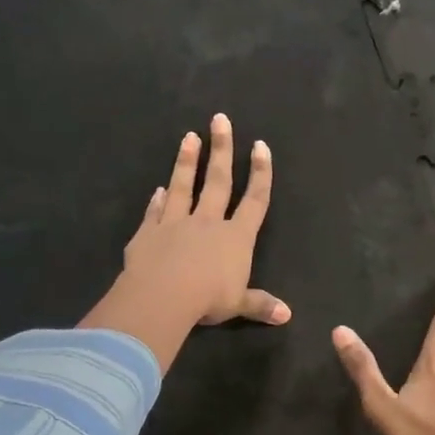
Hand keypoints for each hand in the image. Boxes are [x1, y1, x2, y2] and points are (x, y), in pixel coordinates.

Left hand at [81, 114, 288, 370]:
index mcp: (236, 237)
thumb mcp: (239, 304)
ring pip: (184, 186)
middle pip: (218, 181)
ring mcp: (175, 223)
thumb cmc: (208, 299)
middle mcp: (208, 222)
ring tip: (189, 136)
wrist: (163, 295)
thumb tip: (286, 315)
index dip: (260, 173)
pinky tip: (158, 189)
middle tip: (220, 119)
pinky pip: (155, 212)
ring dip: (187, 161)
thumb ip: (260, 305)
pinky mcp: (148, 233)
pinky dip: (157, 200)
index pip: (254, 200)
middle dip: (222, 149)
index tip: (260, 146)